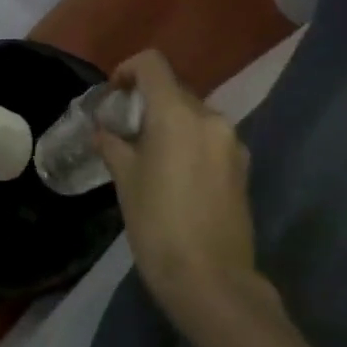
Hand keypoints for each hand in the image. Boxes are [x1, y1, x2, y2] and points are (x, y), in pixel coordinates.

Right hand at [95, 50, 261, 337]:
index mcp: (178, 113)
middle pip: (174, 90)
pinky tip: (176, 175)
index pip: (153, 64)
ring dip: (171, 123)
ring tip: (150, 155)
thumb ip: (114, 146)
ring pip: (194, 115)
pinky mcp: (243, 167)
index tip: (114, 94)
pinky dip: (190, 142)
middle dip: (148, 102)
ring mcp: (232, 142)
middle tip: (125, 130)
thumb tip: (103, 130)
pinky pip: (210, 139)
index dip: (128, 69)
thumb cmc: (159, 226)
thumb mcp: (126, 182)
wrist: (212, 282)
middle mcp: (210, 118)